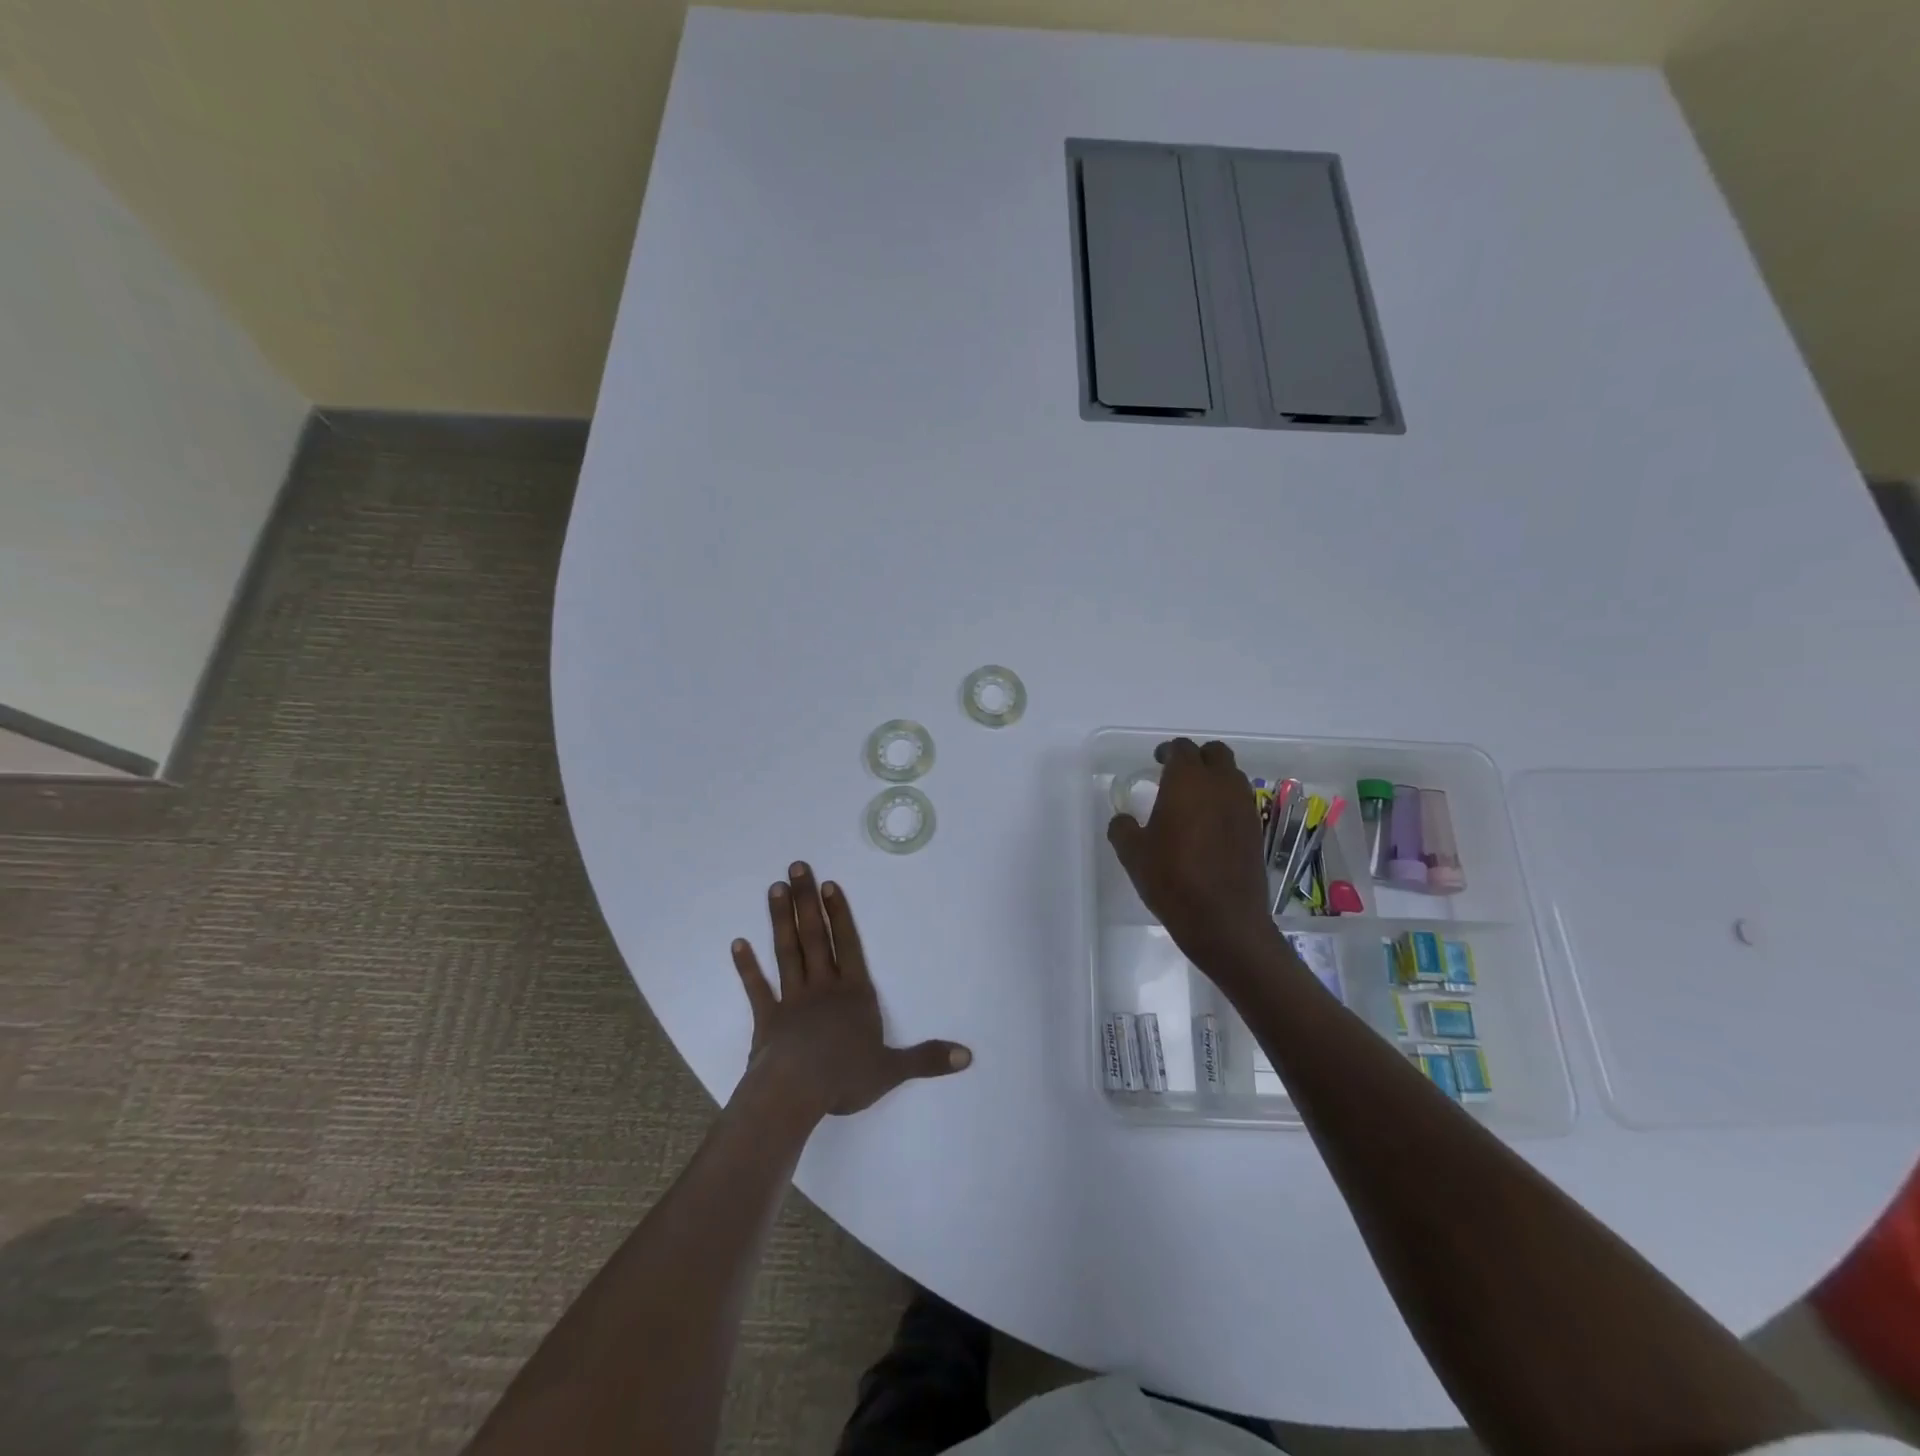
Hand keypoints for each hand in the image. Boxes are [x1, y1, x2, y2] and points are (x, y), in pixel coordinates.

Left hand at [731, 862, 971, 1118]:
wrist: (795, 1093)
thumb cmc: (845, 1077)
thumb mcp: (892, 1069)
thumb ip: (927, 1059)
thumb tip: (967, 1057)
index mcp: (854, 995)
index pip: (848, 946)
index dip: (839, 915)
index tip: (828, 885)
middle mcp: (823, 987)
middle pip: (815, 937)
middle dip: (807, 901)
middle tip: (797, 867)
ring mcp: (792, 1000)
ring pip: (787, 952)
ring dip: (781, 920)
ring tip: (775, 889)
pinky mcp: (767, 1019)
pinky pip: (757, 988)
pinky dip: (747, 966)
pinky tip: (738, 943)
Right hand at [1107, 739, 1276, 965]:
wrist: (1224, 920)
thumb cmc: (1172, 880)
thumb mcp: (1133, 854)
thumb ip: (1123, 828)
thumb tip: (1123, 819)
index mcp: (1188, 782)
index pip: (1182, 749)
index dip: (1168, 752)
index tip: (1157, 762)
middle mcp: (1221, 786)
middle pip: (1215, 753)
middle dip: (1197, 758)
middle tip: (1177, 775)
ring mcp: (1244, 807)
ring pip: (1232, 775)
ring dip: (1214, 778)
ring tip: (1194, 800)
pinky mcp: (1256, 830)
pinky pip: (1240, 801)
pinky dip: (1226, 802)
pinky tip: (1210, 825)